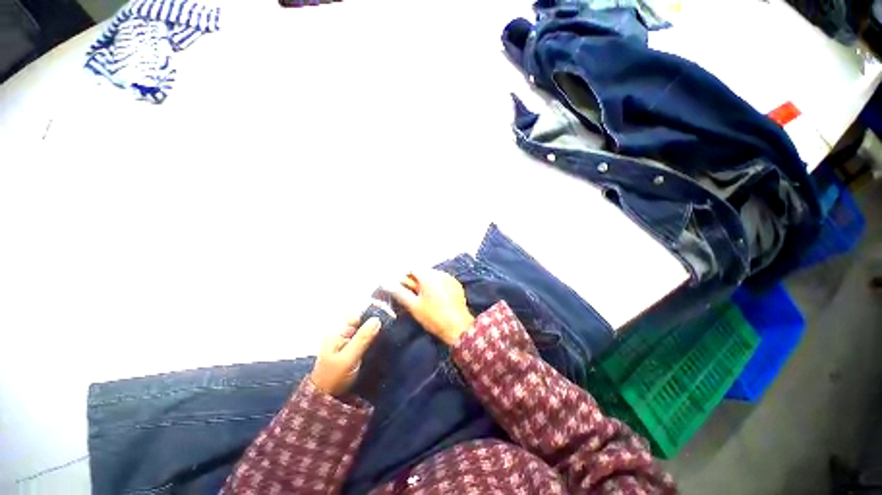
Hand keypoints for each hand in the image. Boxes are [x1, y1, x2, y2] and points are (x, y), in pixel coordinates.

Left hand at [310, 316, 381, 395]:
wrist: (325, 401)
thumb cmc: (334, 377)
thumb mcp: (349, 358)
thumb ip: (362, 338)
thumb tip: (376, 319)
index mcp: (337, 333)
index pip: (357, 317)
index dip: (371, 318)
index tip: (385, 322)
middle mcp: (341, 335)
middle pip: (362, 325)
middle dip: (374, 327)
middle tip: (389, 333)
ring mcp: (346, 345)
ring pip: (364, 334)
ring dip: (374, 336)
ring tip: (388, 340)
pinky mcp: (351, 354)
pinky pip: (365, 343)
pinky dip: (372, 344)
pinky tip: (381, 348)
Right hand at [387, 269, 473, 345]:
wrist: (458, 327)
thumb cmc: (433, 317)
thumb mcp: (413, 306)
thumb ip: (399, 293)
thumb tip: (386, 284)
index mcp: (428, 276)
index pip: (412, 268)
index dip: (405, 276)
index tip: (401, 287)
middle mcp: (440, 273)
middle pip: (423, 271)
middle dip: (415, 280)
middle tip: (412, 295)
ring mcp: (450, 278)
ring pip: (433, 276)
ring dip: (426, 283)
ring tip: (424, 298)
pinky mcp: (457, 285)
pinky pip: (443, 280)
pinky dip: (437, 285)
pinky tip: (436, 298)